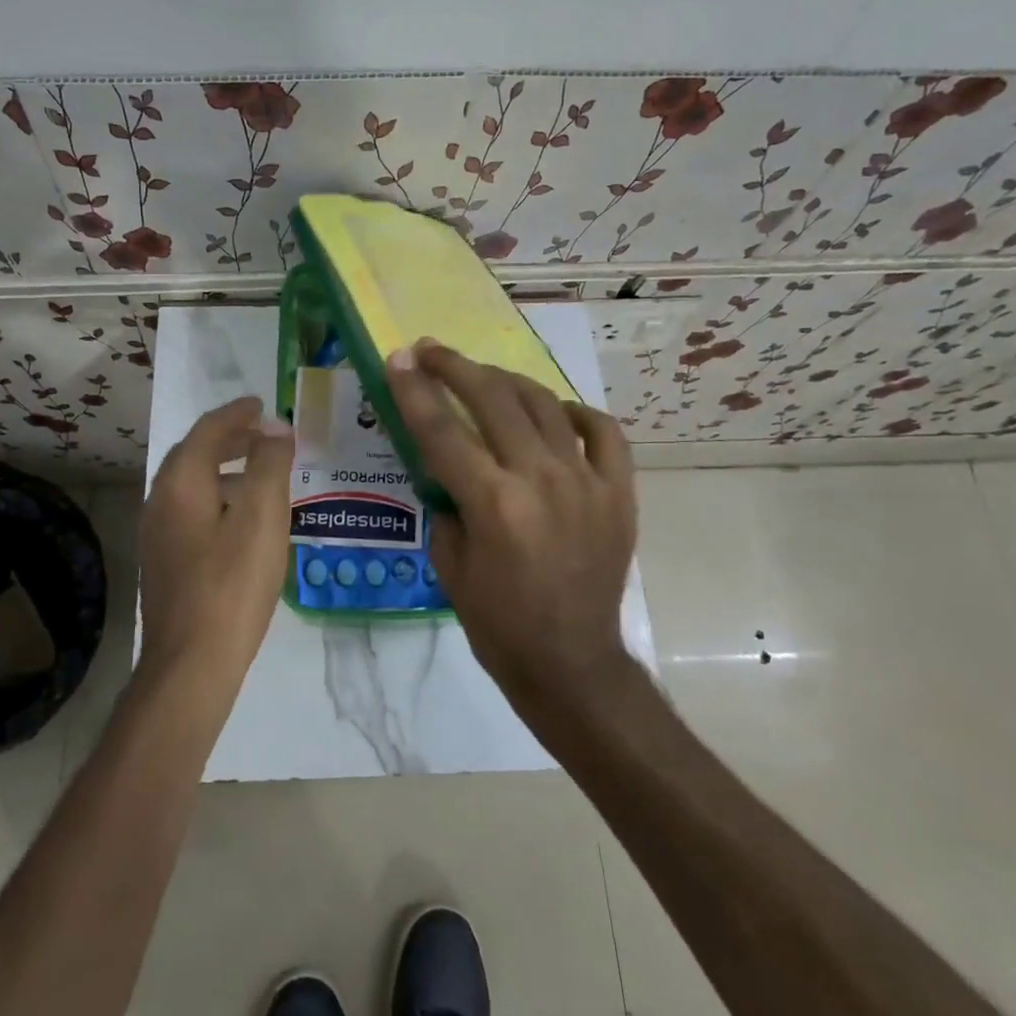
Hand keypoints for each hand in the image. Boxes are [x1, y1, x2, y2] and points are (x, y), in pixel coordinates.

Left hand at [138, 396, 295, 685]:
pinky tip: (243, 522)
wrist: (191, 664)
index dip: (237, 413)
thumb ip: (269, 465)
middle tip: (264, 435)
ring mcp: (157, 535)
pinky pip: (191, 511)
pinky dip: (218, 498)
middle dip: (229, 439)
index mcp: (181, 483)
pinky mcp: (164, 562)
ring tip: (261, 475)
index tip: (262, 405)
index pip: (207, 431)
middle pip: (194, 455)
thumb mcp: (262, 518)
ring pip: (191, 485)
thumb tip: (275, 427)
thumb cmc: (232, 585)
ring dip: (224, 469)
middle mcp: (160, 501)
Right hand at [387, 340, 636, 703]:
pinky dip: (575, 413)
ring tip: (483, 376)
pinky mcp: (618, 492)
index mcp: (493, 503)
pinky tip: (555, 412)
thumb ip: (445, 505)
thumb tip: (446, 468)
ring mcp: (586, 482)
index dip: (414, 390)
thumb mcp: (449, 565)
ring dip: (506, 381)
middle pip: (493, 400)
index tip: (398, 358)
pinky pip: (602, 432)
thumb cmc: (498, 623)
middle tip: (431, 352)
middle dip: (455, 367)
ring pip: (544, 404)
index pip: (442, 430)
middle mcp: (540, 480)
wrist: (571, 663)